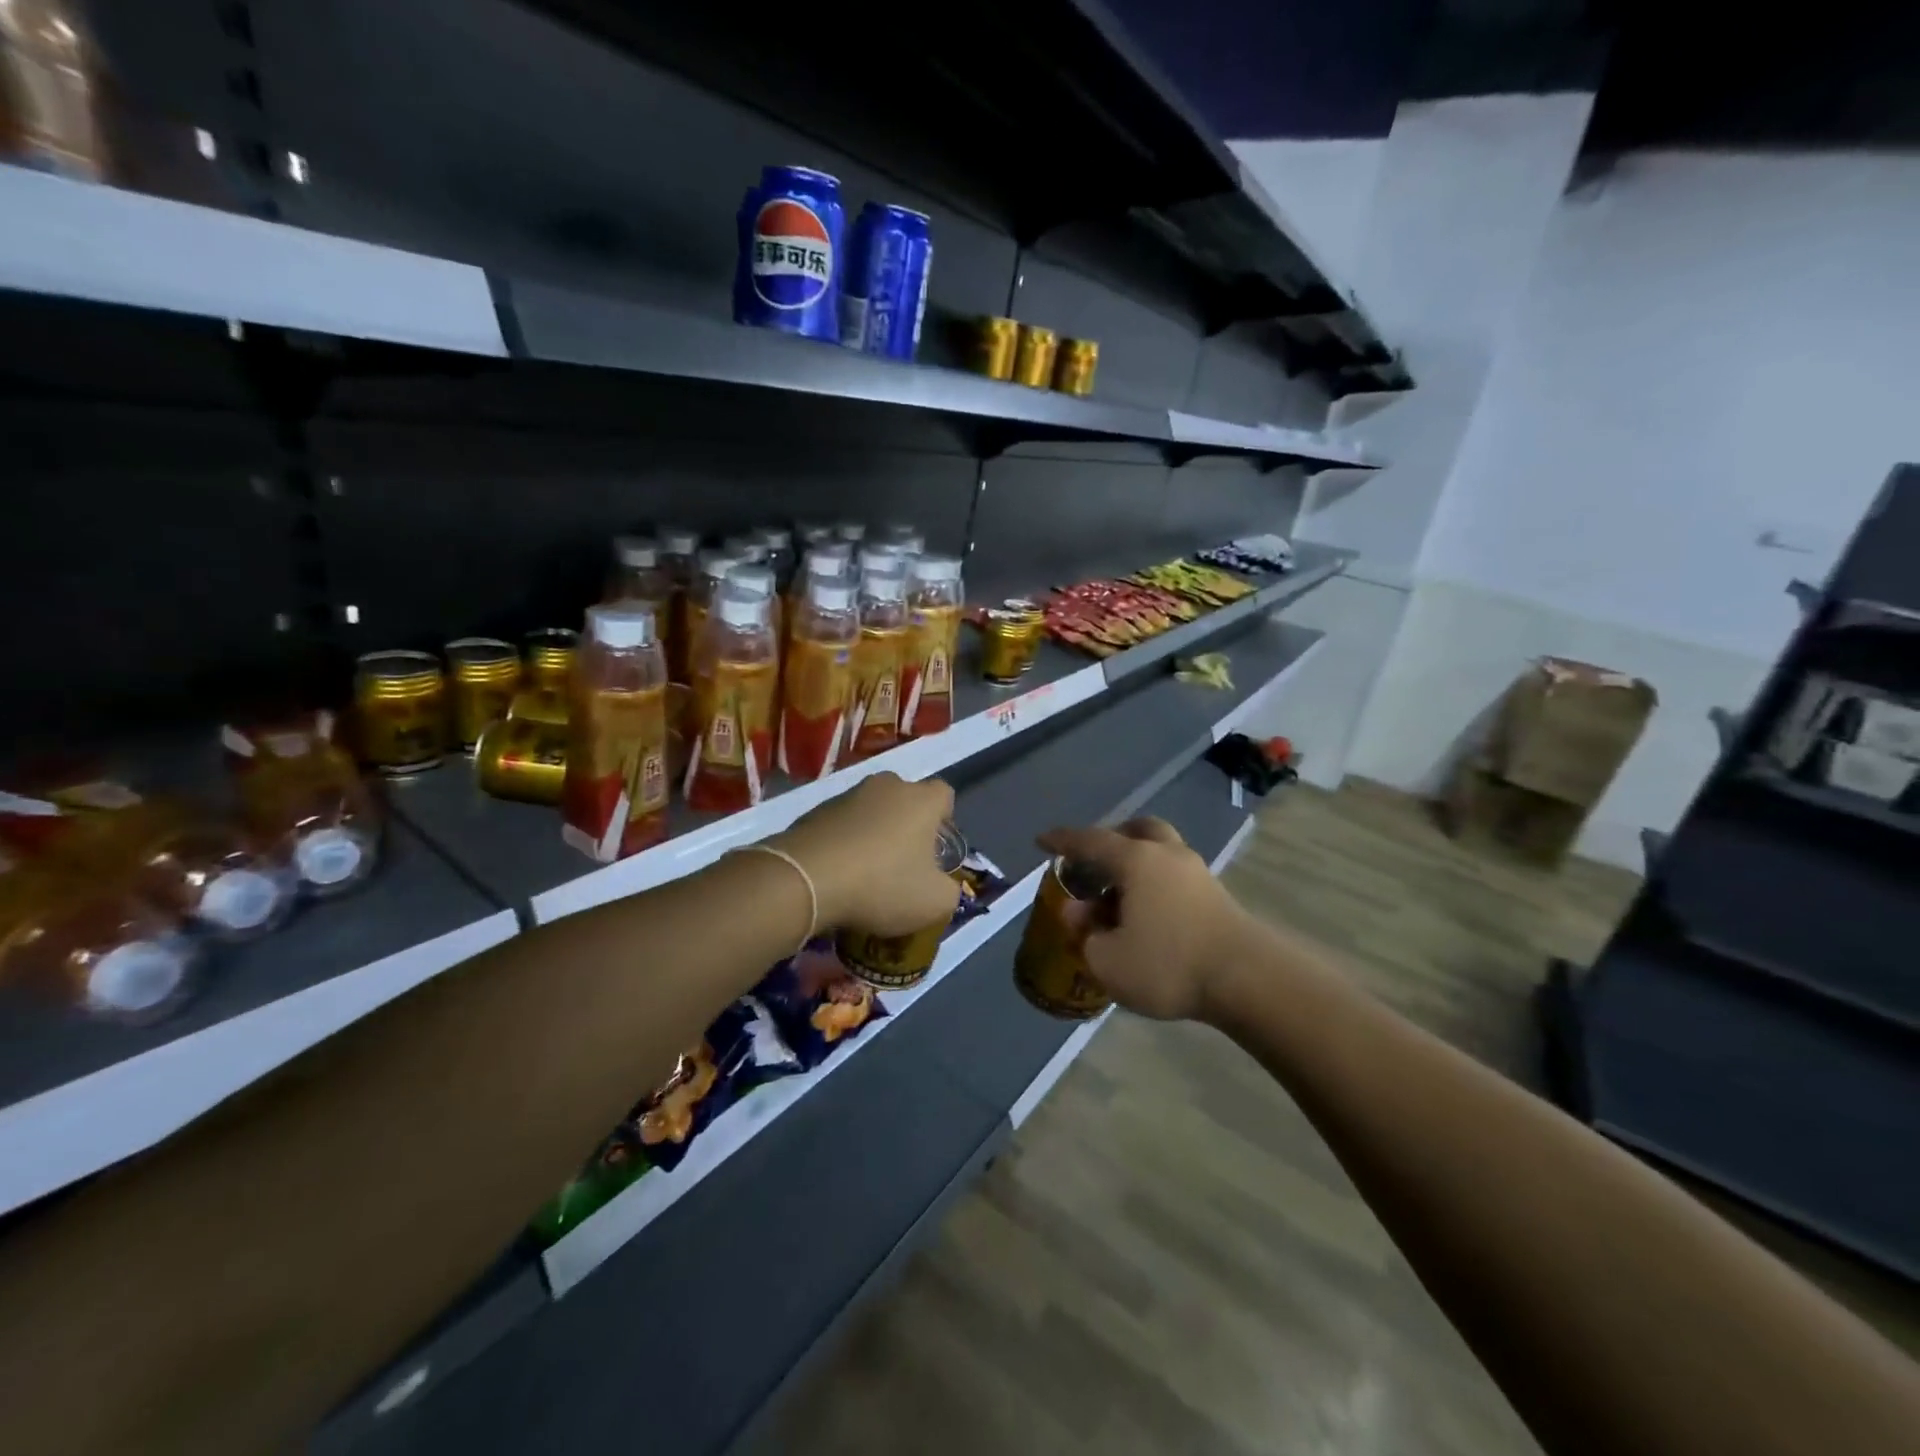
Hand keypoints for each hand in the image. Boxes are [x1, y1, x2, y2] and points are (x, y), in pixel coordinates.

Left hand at [773, 772, 958, 935]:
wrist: (806, 880)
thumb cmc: (882, 884)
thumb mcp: (934, 902)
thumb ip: (949, 891)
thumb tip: (943, 886)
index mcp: (921, 800)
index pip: (944, 794)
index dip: (944, 819)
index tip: (936, 848)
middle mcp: (886, 786)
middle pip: (905, 799)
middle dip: (907, 825)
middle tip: (904, 861)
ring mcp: (847, 795)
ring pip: (870, 810)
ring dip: (873, 833)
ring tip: (866, 872)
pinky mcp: (814, 811)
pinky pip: (840, 824)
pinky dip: (843, 842)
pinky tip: (838, 873)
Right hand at [1035, 817, 1248, 1020]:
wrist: (1247, 979)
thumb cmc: (1168, 963)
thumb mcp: (1109, 960)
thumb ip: (1086, 934)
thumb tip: (1078, 914)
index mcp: (1136, 860)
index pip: (1090, 841)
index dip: (1062, 841)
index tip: (1042, 841)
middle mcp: (1166, 855)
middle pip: (1137, 831)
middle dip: (1113, 839)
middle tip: (1095, 861)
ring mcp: (1197, 873)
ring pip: (1161, 851)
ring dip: (1138, 863)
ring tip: (1120, 894)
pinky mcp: (1217, 896)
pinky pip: (1175, 876)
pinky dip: (1156, 884)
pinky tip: (1149, 913)